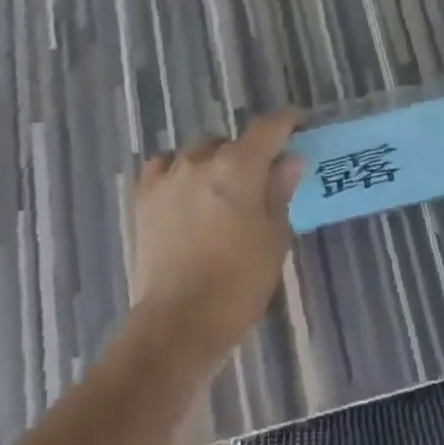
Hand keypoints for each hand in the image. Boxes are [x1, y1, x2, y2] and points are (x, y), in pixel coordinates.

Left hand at [130, 109, 303, 364]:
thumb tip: (289, 160)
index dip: (287, 121)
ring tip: (220, 187)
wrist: (178, 323)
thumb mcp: (275, 238)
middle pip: (231, 140)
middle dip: (248, 151)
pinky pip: (163, 166)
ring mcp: (169, 176)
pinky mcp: (144, 197)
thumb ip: (280, 191)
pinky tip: (184, 187)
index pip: (268, 127)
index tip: (298, 125)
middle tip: (259, 178)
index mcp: (240, 166)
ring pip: (197, 150)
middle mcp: (202, 159)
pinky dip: (177, 169)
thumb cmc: (239, 283)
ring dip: (213, 160)